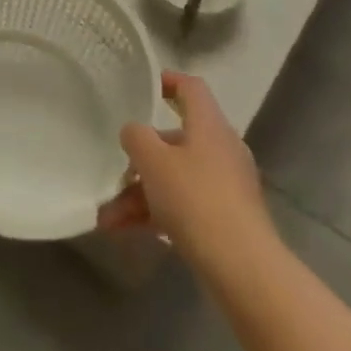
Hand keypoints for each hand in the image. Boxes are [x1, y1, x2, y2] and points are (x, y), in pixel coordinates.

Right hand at [98, 71, 276, 272]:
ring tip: (107, 216)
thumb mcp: (153, 160)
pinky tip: (123, 231)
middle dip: (141, 156)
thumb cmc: (195, 199)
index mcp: (209, 125)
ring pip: (175, 177)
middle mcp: (221, 148)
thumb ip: (136, 137)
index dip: (168, 81)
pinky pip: (184, 205)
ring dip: (140, 193)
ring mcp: (226, 185)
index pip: (191, 88)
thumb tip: (134, 132)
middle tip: (115, 169)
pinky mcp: (225, 219)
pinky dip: (156, 214)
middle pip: (177, 139)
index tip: (144, 87)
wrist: (243, 269)